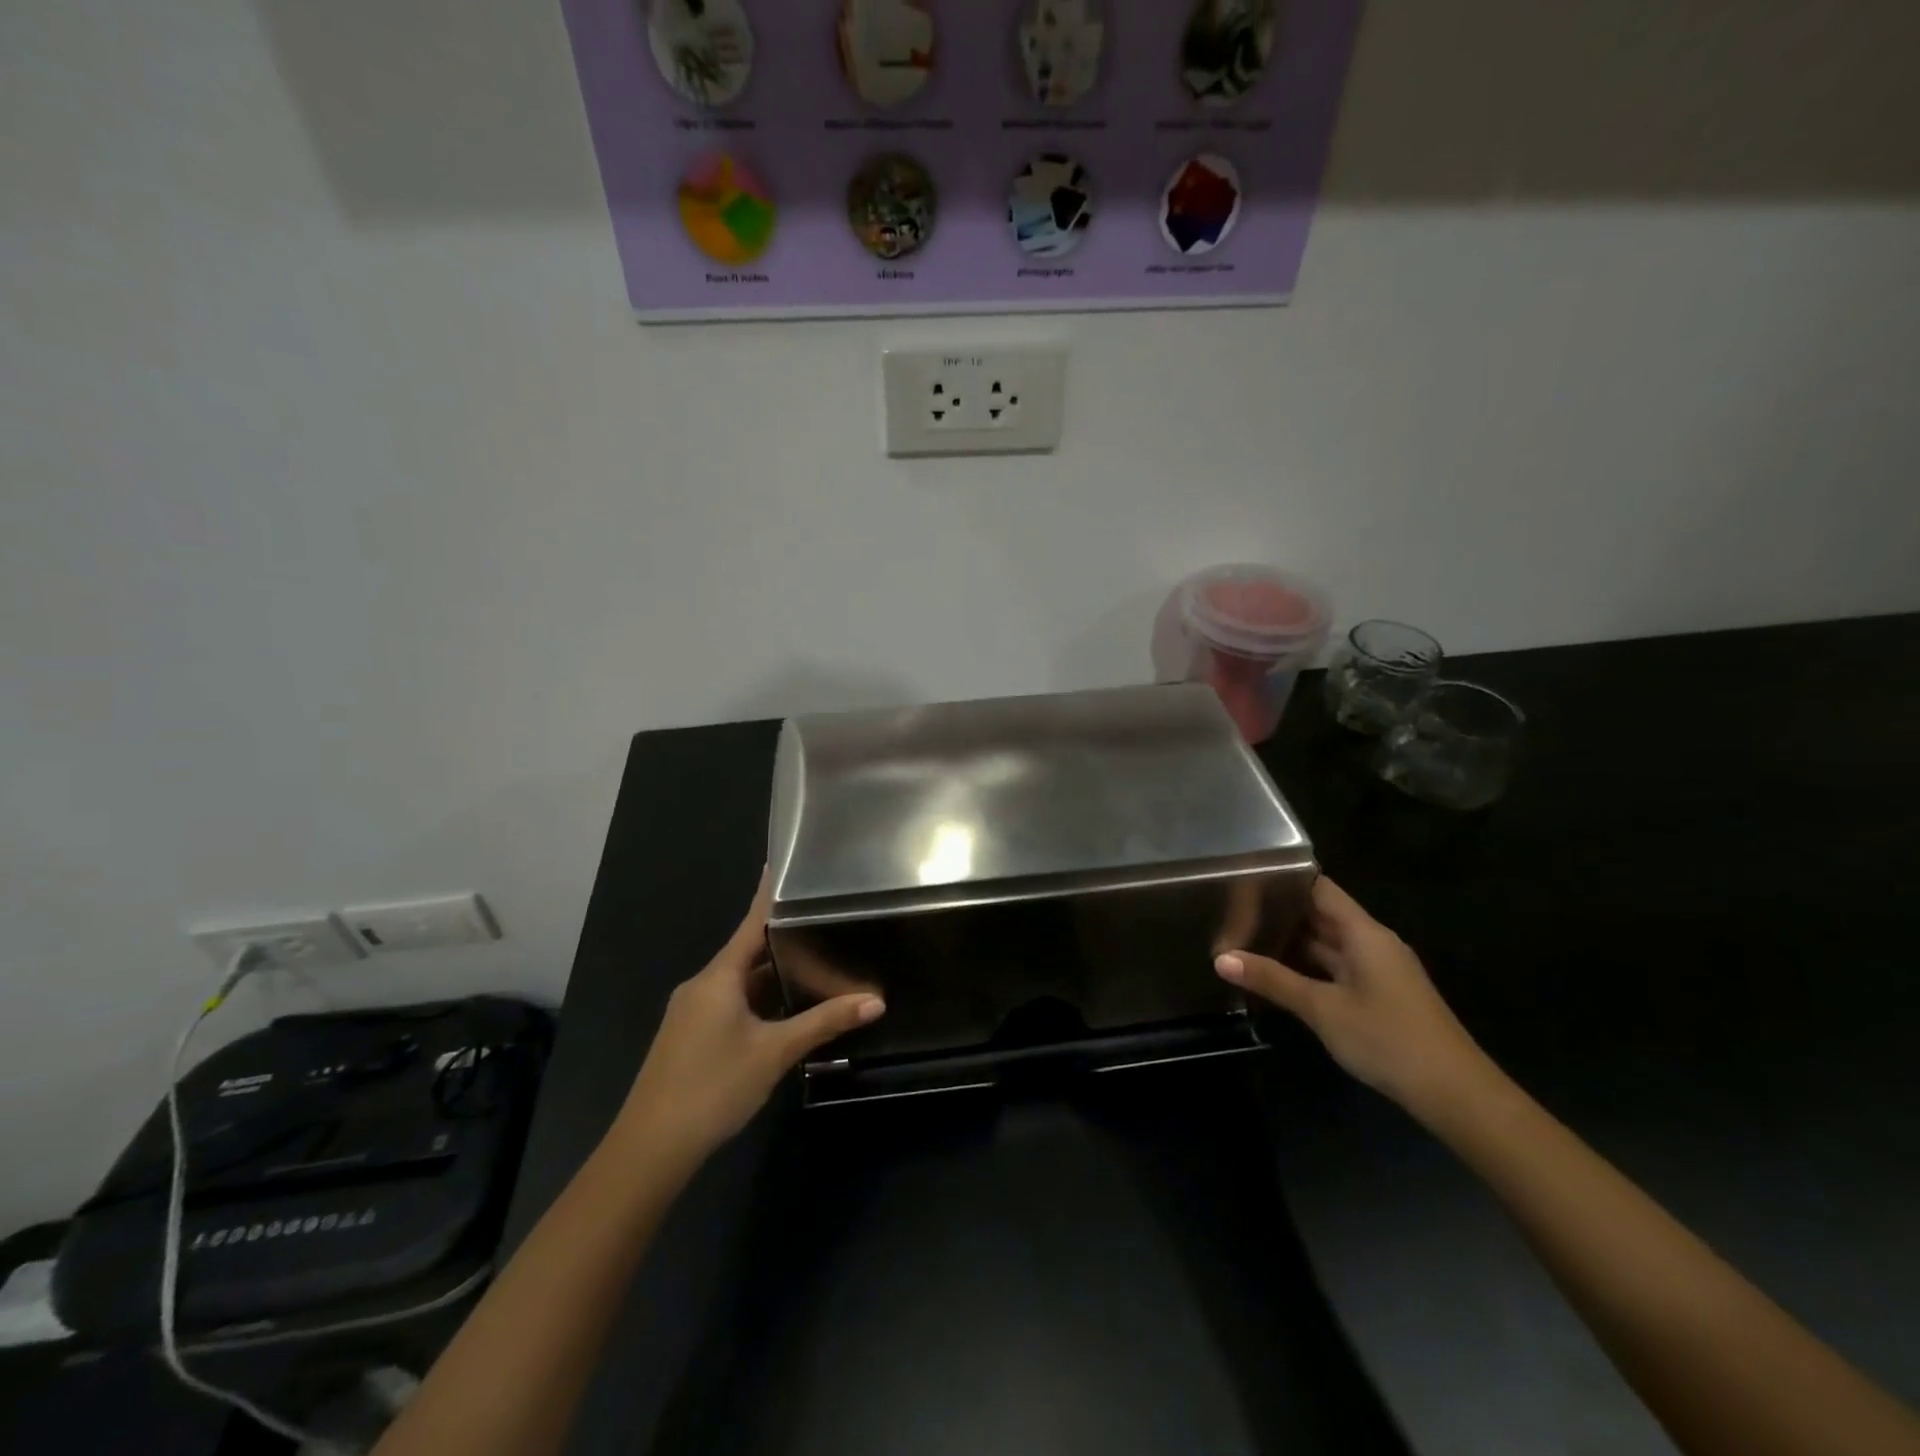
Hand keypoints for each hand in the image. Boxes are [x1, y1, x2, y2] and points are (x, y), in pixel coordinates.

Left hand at [614, 873, 884, 1165]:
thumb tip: (875, 1001)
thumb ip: (824, 1022)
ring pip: (740, 982)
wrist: (650, 1148)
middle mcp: (703, 986)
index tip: (783, 865)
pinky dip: (759, 999)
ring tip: (816, 962)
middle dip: (783, 940)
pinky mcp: (691, 1036)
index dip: (769, 895)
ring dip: (773, 975)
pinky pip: (731, 1003)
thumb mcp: (774, 1052)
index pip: (751, 923)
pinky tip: (786, 1010)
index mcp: (718, 977)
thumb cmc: (713, 1086)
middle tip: (823, 921)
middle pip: (748, 952)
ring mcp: (693, 1012)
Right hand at [1215, 876, 1494, 1120]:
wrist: (1456, 1094)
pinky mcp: (1380, 995)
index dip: (1284, 881)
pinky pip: (1337, 968)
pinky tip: (1278, 974)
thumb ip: (1272, 979)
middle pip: (1322, 915)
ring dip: (1292, 943)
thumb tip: (1221, 958)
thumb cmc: (1387, 1038)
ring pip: (1328, 945)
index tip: (1244, 879)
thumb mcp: (1322, 1008)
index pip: (1319, 889)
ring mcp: (1378, 970)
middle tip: (1232, 911)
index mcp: (1364, 933)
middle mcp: (1372, 943)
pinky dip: (1308, 967)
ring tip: (1244, 938)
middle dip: (1280, 913)